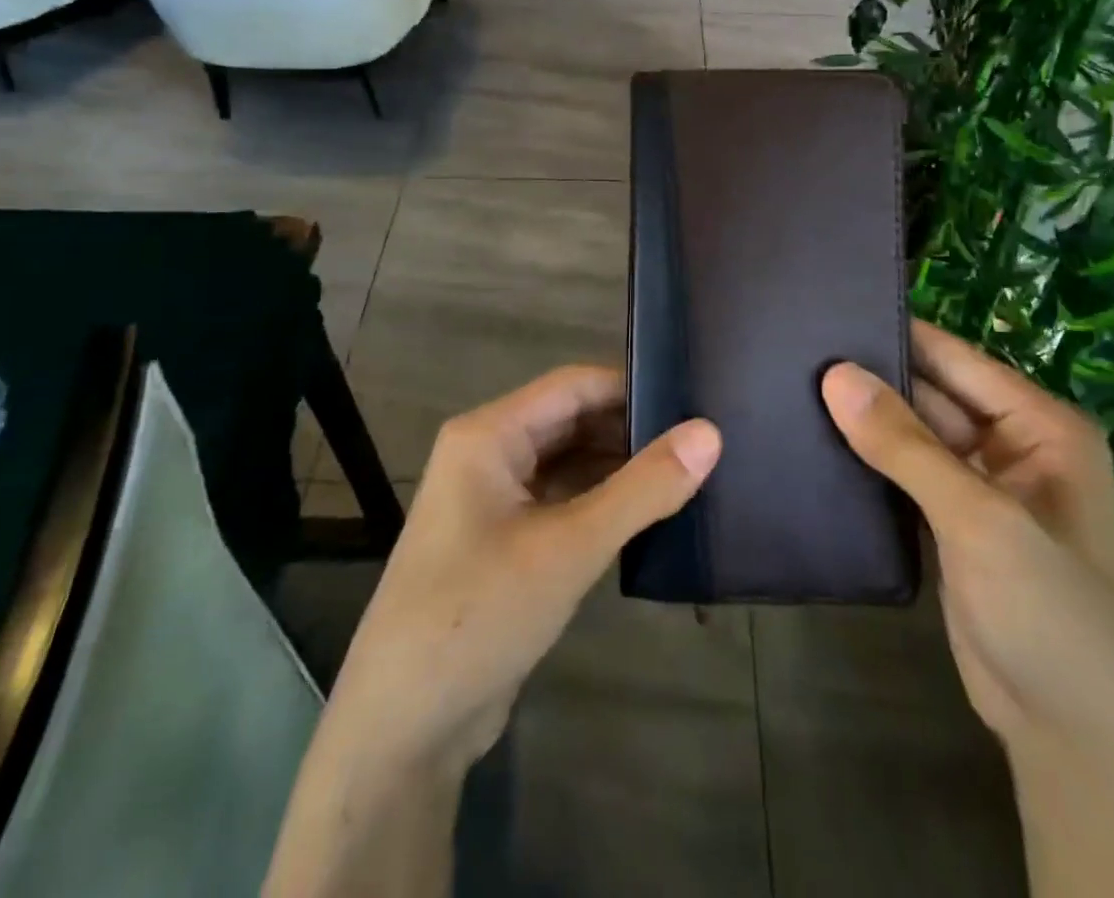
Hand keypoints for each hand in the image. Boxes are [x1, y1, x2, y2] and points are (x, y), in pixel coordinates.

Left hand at [266, 367, 720, 897]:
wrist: (403, 728)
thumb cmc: (478, 615)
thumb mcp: (569, 547)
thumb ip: (642, 488)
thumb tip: (710, 433)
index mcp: (490, 434)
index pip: (574, 386)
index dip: (632, 388)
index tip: (692, 400)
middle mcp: (489, 454)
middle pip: (571, 420)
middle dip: (630, 429)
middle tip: (701, 439)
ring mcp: (494, 499)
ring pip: (568, 462)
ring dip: (619, 466)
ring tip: (689, 471)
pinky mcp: (505, 540)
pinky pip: (562, 500)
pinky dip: (601, 501)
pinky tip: (648, 513)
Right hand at [821, 320, 1113, 751]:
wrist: (1077, 746)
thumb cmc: (1050, 614)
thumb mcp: (980, 519)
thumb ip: (905, 444)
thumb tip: (835, 374)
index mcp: (1041, 426)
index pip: (956, 358)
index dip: (896, 334)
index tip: (825, 311)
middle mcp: (1013, 446)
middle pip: (932, 394)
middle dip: (873, 377)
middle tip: (794, 350)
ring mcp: (980, 489)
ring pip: (913, 436)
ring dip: (865, 420)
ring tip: (791, 385)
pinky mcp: (952, 526)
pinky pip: (904, 475)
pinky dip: (868, 461)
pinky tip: (814, 442)